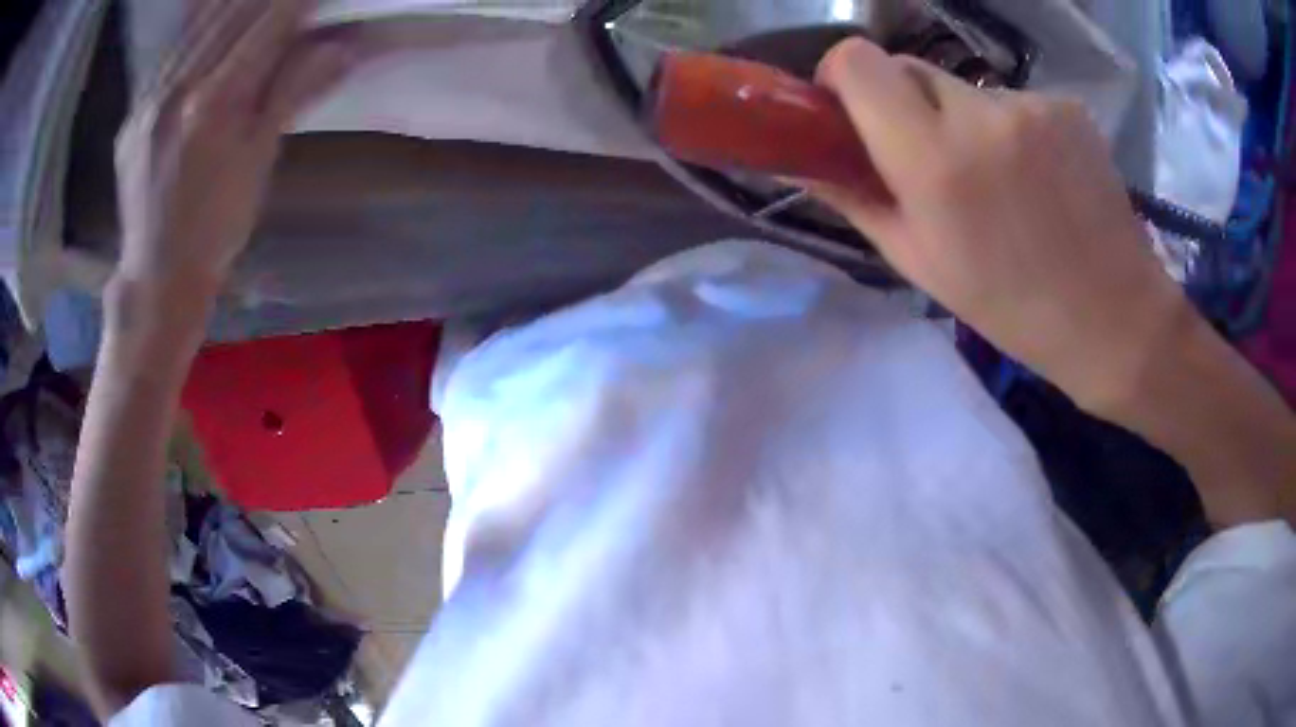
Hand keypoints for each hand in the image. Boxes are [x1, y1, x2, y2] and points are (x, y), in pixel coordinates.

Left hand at [114, 0, 352, 305]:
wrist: (157, 277)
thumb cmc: (215, 229)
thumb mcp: (260, 162)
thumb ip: (293, 93)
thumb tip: (342, 46)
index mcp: (214, 106)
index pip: (266, 25)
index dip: (298, 1)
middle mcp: (177, 90)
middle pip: (231, 15)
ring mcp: (149, 100)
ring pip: (198, 25)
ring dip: (233, 3)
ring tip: (257, 2)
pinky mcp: (134, 113)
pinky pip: (171, 51)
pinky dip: (199, 27)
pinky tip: (215, 19)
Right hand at [814, 39, 1196, 411]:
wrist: (1115, 319)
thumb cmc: (1012, 308)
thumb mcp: (921, 265)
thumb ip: (858, 200)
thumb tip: (809, 162)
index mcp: (933, 159)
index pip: (858, 60)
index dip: (842, 75)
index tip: (851, 109)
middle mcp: (979, 114)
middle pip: (909, 68)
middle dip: (905, 105)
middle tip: (932, 160)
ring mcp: (1031, 104)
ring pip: (965, 90)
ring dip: (965, 123)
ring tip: (1002, 184)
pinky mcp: (1066, 106)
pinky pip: (1013, 102)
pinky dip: (1011, 130)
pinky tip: (1039, 179)